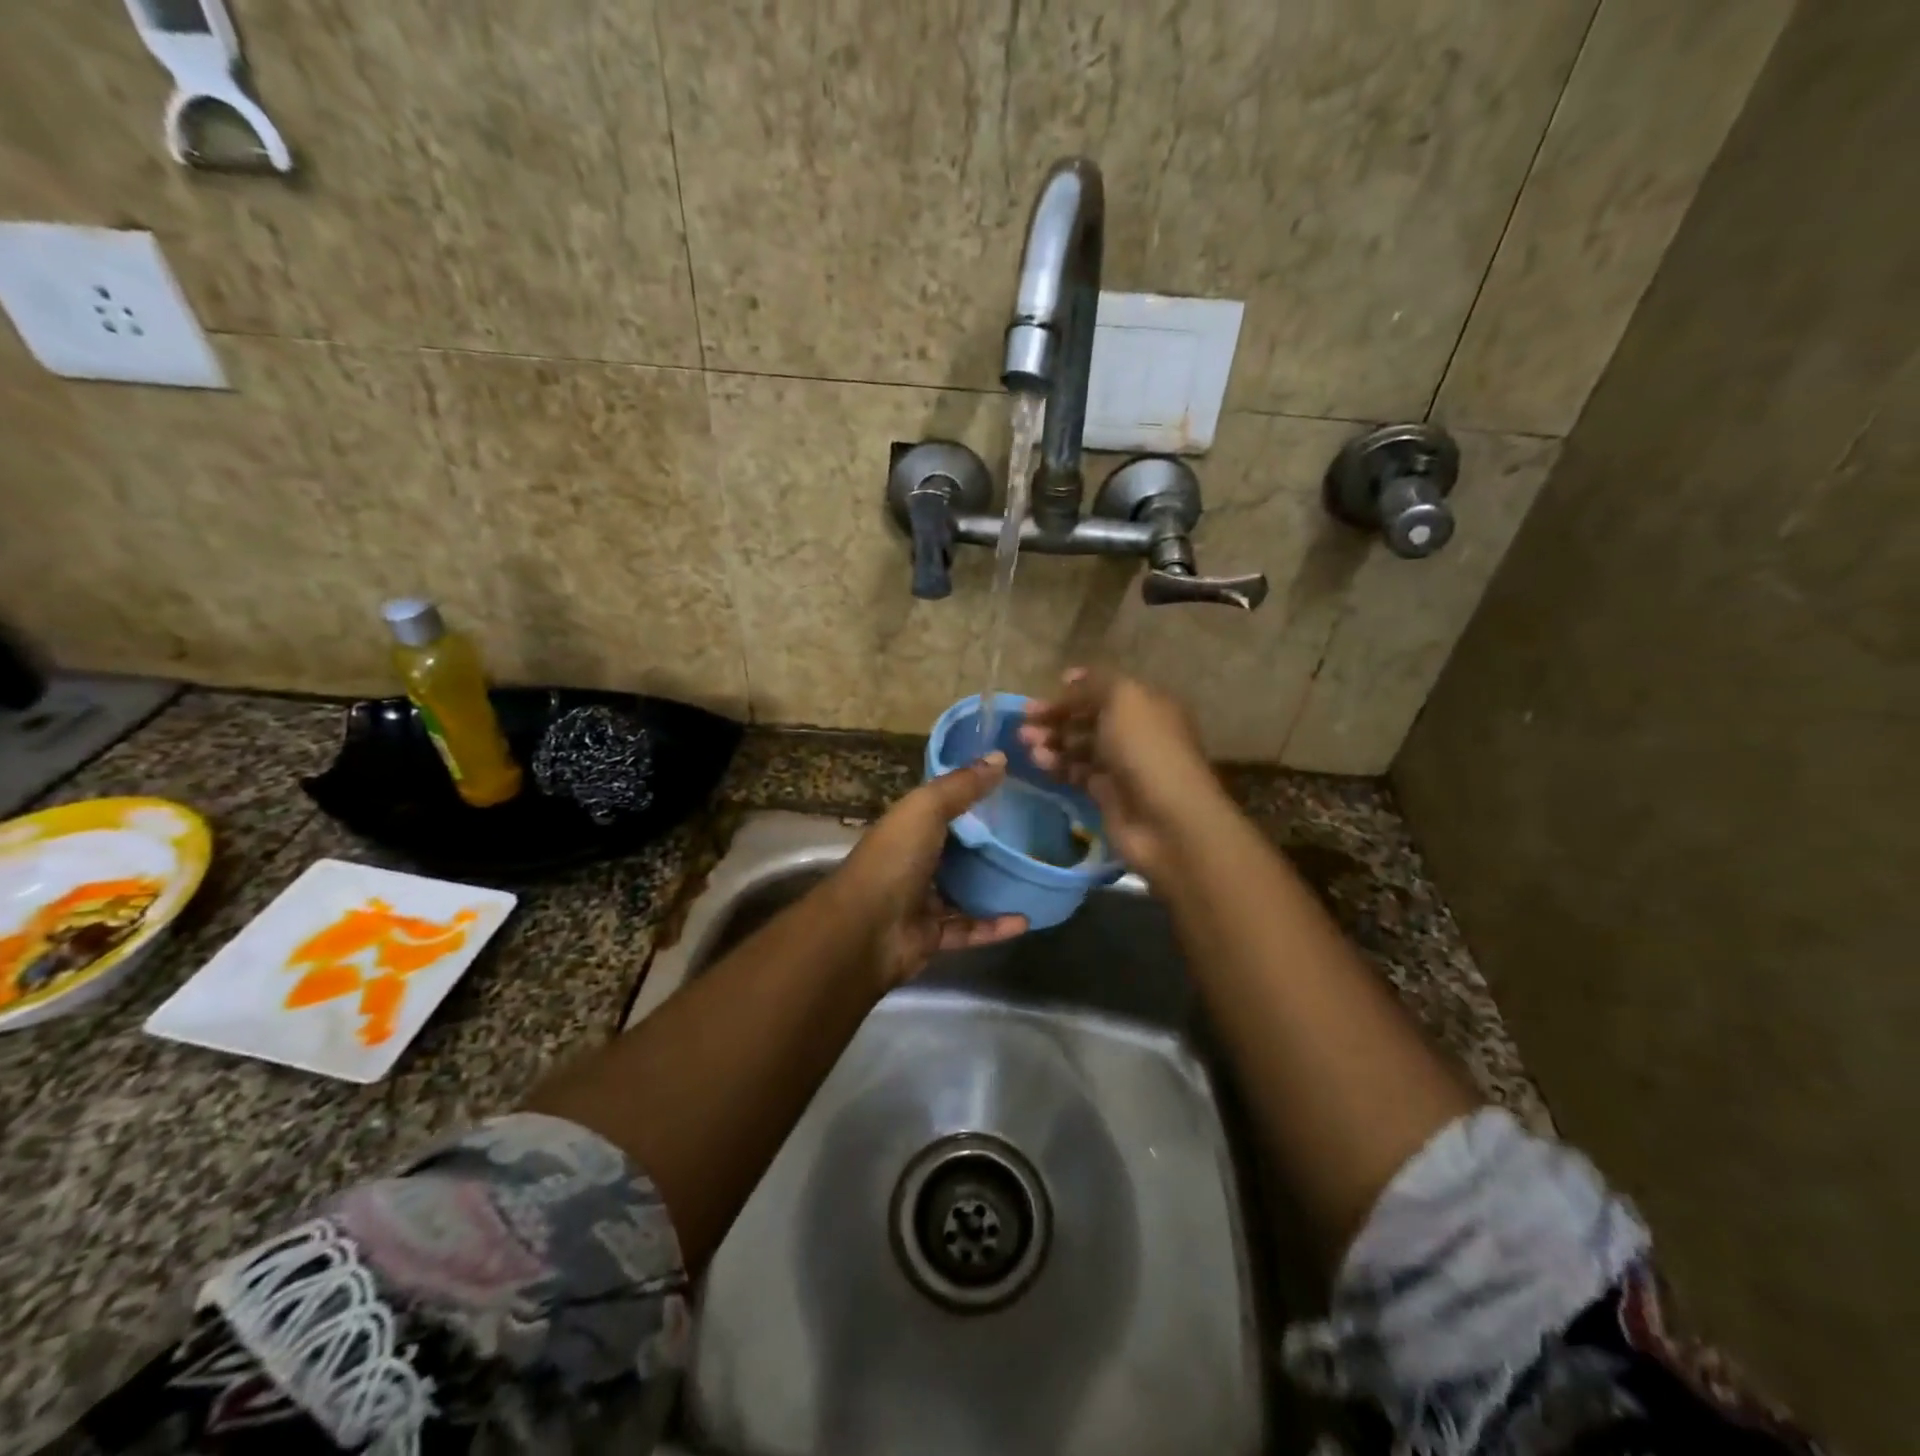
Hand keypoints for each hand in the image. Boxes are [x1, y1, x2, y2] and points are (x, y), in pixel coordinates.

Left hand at [833, 752, 1027, 986]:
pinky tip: (1025, 918)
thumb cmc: (894, 859)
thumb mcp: (927, 809)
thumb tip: (1000, 757)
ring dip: (995, 886)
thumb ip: (962, 785)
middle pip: (956, 850)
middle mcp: (912, 861)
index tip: (1012, 789)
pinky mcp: (932, 936)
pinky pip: (969, 928)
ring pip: (964, 891)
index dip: (971, 797)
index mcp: (906, 827)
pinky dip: (995, 926)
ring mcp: (920, 901)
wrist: (865, 931)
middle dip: (989, 843)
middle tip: (1034, 833)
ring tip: (1034, 876)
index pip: (941, 808)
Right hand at [1018, 668, 1222, 881]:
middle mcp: (1136, 732)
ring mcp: (1122, 765)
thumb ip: (1094, 684)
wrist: (1166, 820)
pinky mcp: (1108, 794)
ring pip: (1080, 746)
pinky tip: (1040, 764)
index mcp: (1147, 704)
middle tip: (1025, 723)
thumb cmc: (1146, 750)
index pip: (1105, 690)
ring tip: (1026, 744)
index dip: (1075, 689)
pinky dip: (1058, 766)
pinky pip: (1077, 773)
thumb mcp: (1123, 700)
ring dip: (1052, 741)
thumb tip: (1070, 679)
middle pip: (1089, 718)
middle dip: (1056, 717)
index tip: (1044, 693)